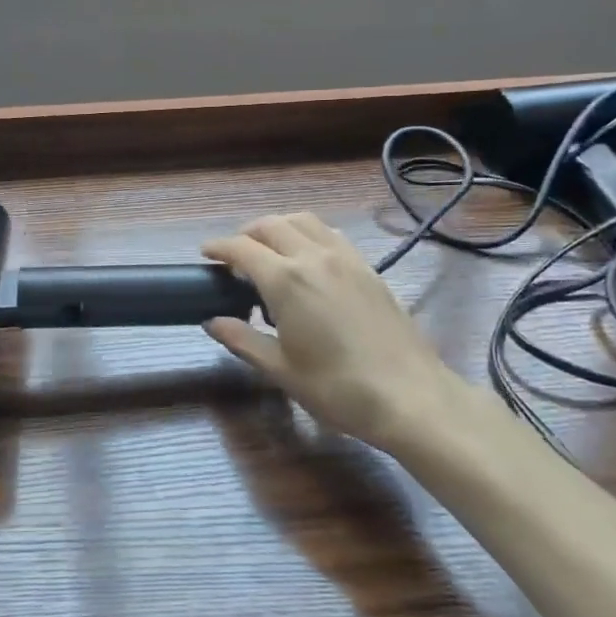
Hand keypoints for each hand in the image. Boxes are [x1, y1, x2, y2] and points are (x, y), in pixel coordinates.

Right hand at [202, 214, 464, 452]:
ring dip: (278, 227)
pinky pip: (330, 234)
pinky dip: (308, 234)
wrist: (409, 395)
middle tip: (234, 256)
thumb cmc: (337, 388)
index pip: (242, 248)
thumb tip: (212, 322)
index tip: (205, 254)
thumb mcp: (281, 369)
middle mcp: (314, 257)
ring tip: (269, 251)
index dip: (219, 247)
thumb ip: (242, 339)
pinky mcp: (368, 267)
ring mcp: (346, 258)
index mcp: (286, 280)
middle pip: (271, 225)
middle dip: (246, 233)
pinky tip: (308, 260)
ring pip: (303, 221)